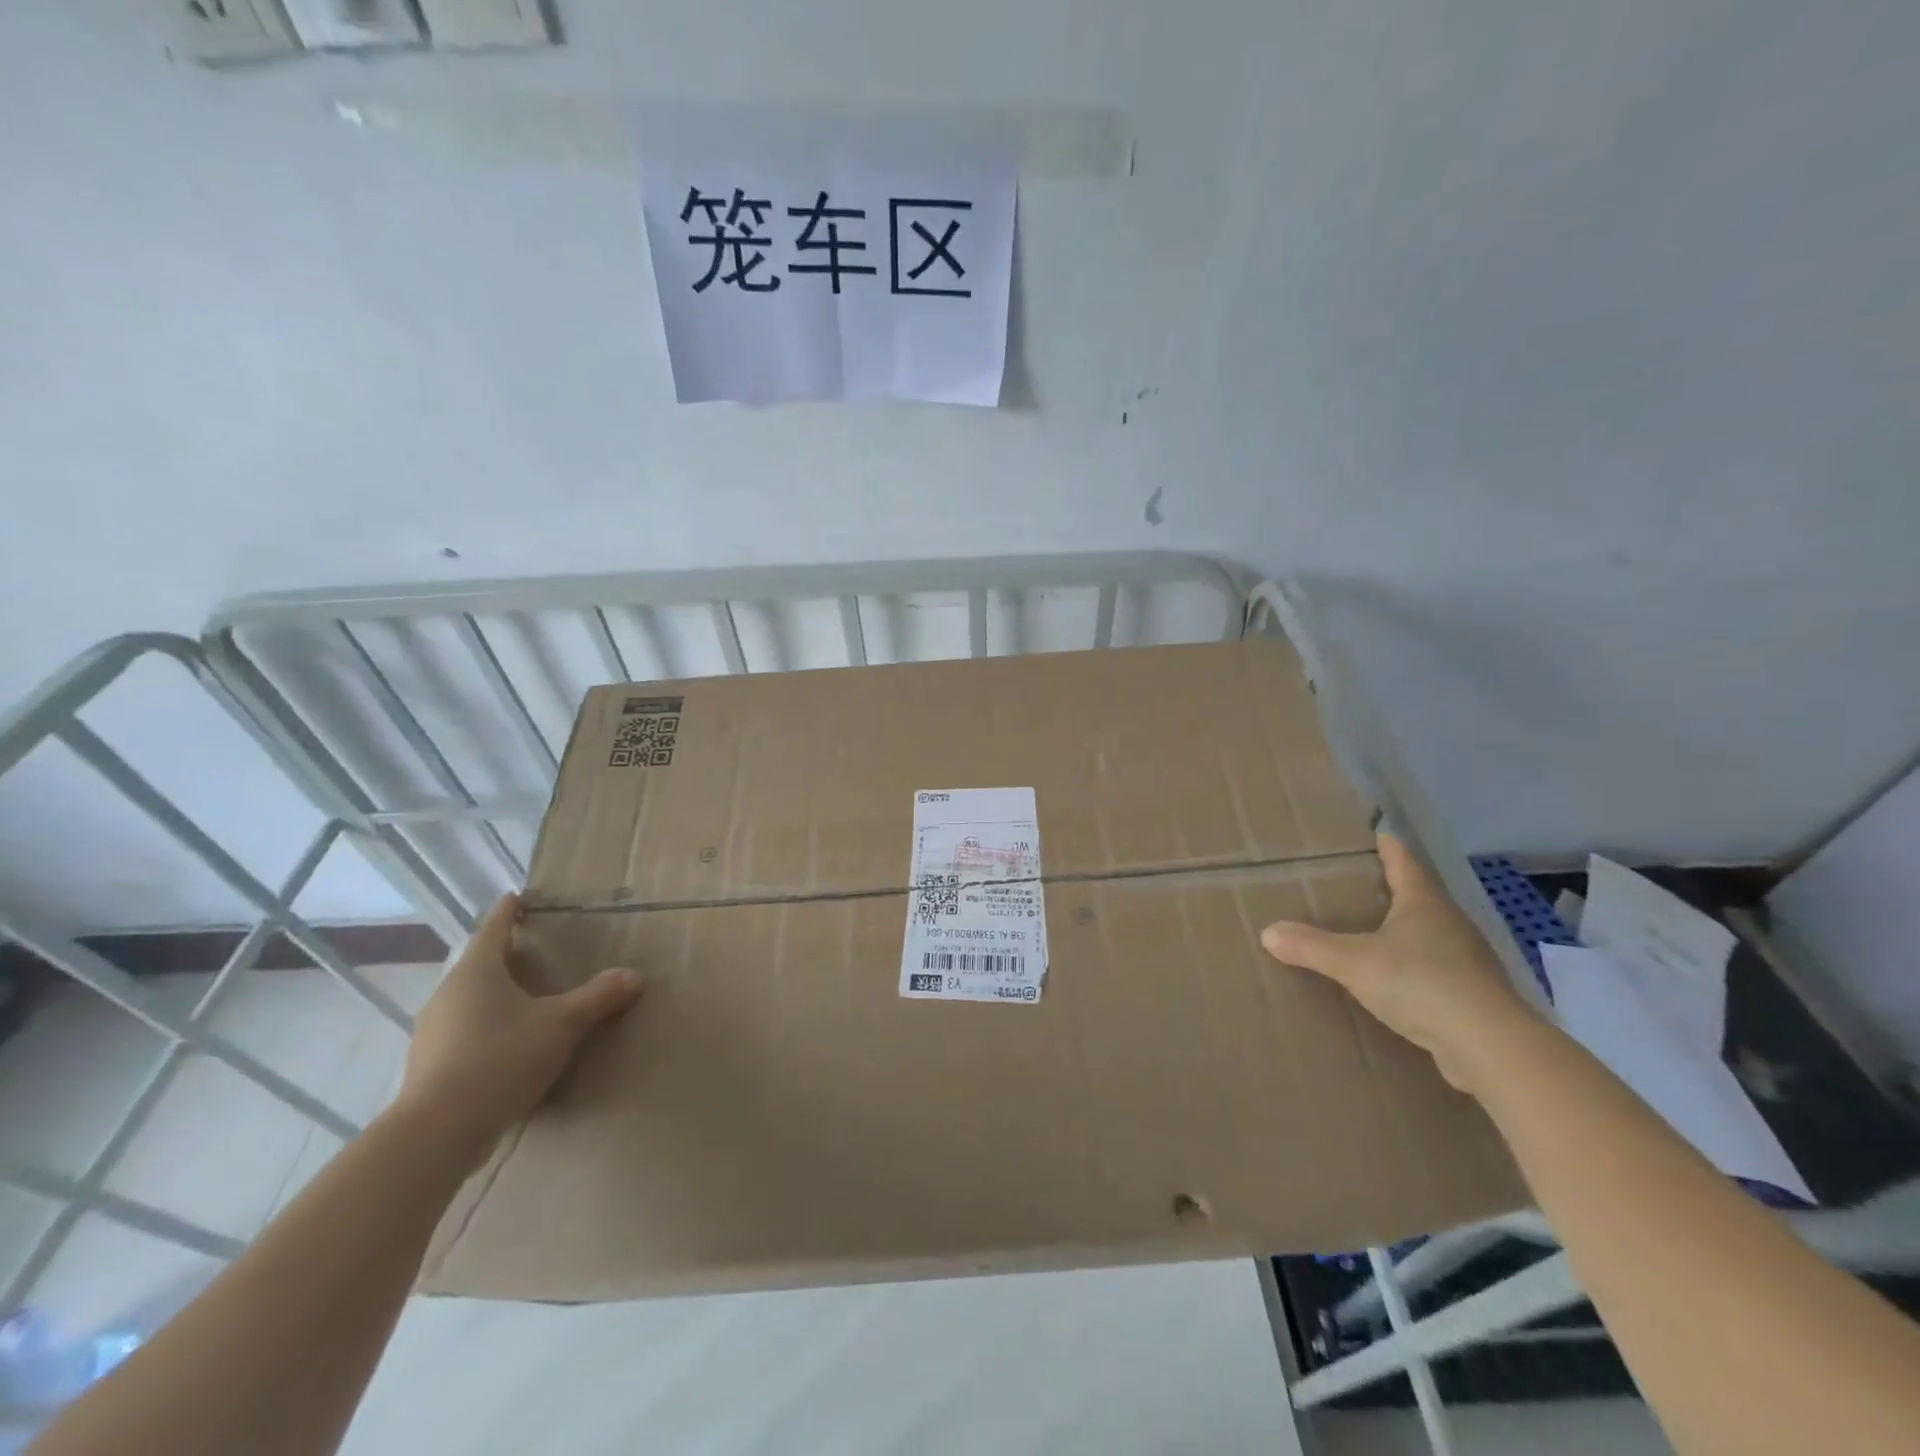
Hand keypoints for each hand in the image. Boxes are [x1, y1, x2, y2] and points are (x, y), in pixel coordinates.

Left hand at [394, 894, 644, 1167]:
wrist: (437, 1133)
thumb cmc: (500, 1058)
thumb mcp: (562, 1025)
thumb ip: (598, 998)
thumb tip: (634, 975)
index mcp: (477, 972)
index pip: (493, 928)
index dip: (508, 912)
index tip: (517, 896)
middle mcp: (448, 994)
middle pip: (478, 964)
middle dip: (504, 956)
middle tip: (532, 951)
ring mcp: (432, 1032)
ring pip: (468, 1001)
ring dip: (494, 996)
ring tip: (523, 1001)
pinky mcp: (428, 1066)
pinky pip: (462, 1033)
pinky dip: (485, 1029)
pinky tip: (506, 1047)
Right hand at [1260, 831, 1536, 1095]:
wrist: (1490, 1046)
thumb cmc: (1421, 983)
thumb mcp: (1354, 963)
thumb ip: (1312, 947)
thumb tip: (1267, 932)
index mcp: (1424, 903)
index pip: (1405, 863)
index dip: (1390, 848)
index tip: (1379, 834)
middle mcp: (1451, 924)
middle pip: (1421, 897)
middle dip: (1395, 889)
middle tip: (1363, 885)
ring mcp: (1468, 961)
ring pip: (1431, 935)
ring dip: (1407, 931)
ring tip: (1375, 932)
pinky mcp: (1474, 996)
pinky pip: (1438, 971)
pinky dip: (1417, 968)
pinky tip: (1399, 982)